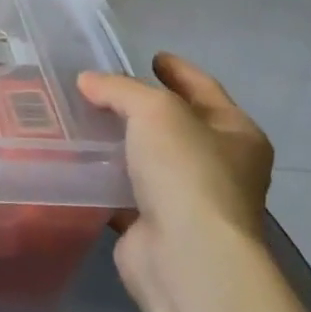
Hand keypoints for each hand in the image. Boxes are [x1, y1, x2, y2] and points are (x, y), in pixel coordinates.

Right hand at [77, 54, 273, 311]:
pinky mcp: (154, 225)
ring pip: (146, 159)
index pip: (204, 89)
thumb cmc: (186, 172)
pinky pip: (123, 191)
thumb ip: (120, 89)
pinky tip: (74, 161)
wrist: (185, 256)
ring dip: (117, 142)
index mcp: (236, 134)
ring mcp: (188, 199)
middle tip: (101, 87)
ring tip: (79, 119)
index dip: (178, 70)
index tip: (151, 55)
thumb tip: (88, 81)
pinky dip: (102, 178)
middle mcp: (220, 166)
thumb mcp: (155, 111)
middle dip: (140, 107)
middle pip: (175, 124)